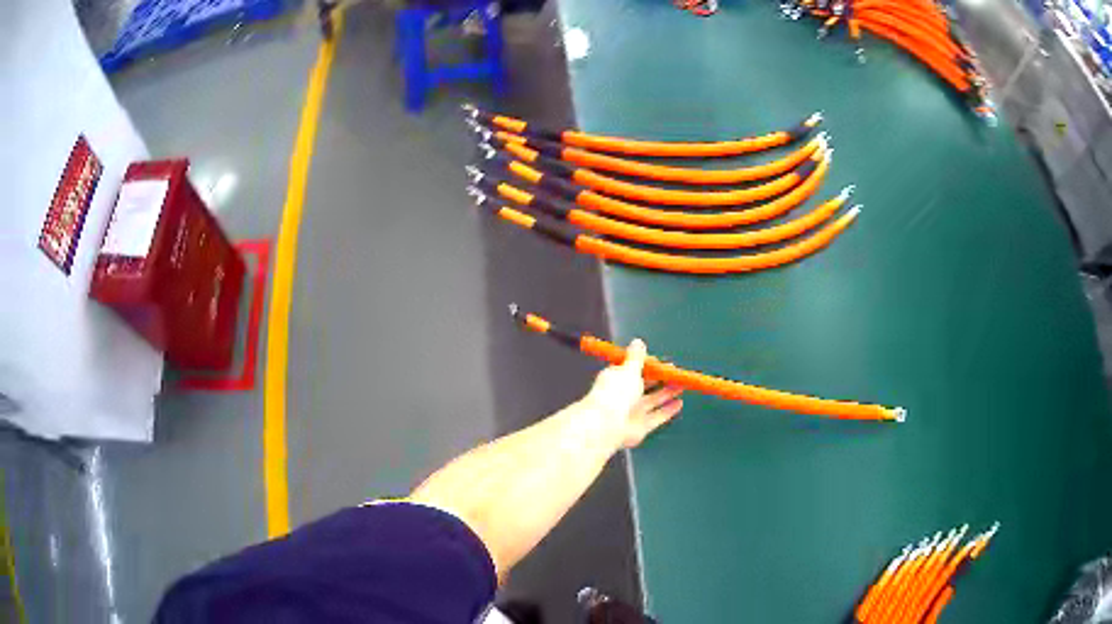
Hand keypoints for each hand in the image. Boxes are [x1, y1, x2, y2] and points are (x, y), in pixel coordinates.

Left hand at [582, 339, 683, 448]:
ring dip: (667, 393)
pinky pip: (657, 416)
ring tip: (682, 386)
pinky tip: (679, 403)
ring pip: (653, 400)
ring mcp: (631, 412)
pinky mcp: (640, 427)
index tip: (662, 363)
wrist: (607, 424)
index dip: (648, 366)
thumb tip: (638, 342)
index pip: (633, 369)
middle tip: (676, 373)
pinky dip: (668, 411)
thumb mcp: (628, 369)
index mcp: (616, 379)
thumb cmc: (615, 393)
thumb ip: (636, 357)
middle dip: (661, 379)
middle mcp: (623, 396)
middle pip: (645, 385)